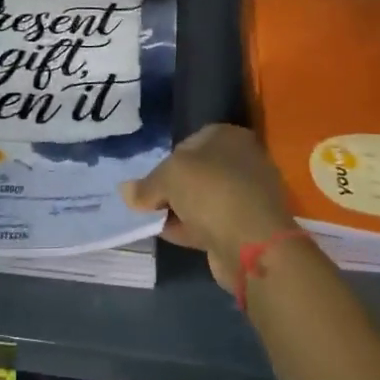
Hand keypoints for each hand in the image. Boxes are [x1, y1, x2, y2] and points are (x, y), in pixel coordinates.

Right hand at [121, 124, 296, 293]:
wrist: (252, 243)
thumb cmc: (210, 192)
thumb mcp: (168, 178)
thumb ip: (146, 185)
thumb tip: (126, 192)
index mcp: (229, 136)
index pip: (190, 141)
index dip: (166, 159)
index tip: (150, 179)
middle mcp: (242, 161)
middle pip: (196, 172)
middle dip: (171, 187)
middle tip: (148, 201)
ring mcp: (246, 195)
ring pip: (202, 199)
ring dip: (179, 209)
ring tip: (152, 220)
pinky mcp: (245, 226)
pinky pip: (210, 222)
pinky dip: (190, 227)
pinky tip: (169, 235)